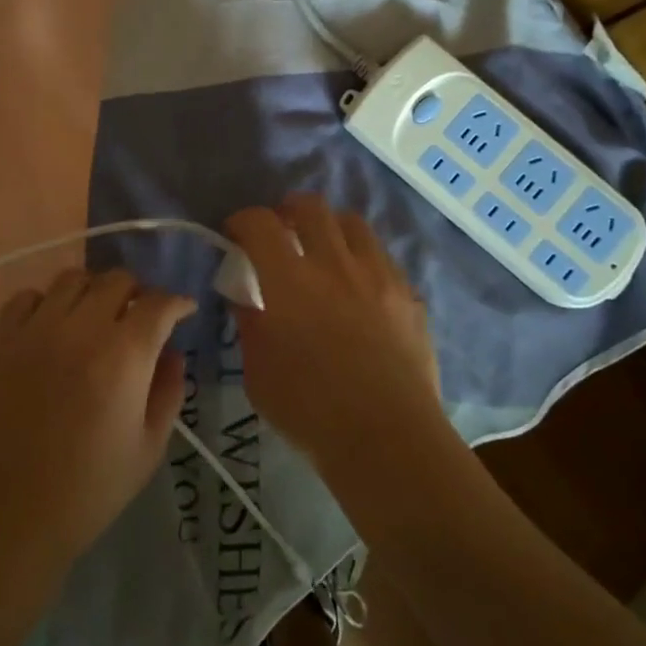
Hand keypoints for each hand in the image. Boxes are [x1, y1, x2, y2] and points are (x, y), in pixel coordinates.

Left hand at [0, 268, 194, 583]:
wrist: (9, 513)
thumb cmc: (89, 488)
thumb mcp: (149, 447)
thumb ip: (168, 391)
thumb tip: (172, 353)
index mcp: (124, 355)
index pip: (159, 303)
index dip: (177, 303)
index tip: (182, 311)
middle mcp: (81, 329)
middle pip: (117, 279)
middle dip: (137, 292)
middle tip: (138, 316)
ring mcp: (36, 330)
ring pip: (72, 278)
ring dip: (93, 290)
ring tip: (94, 315)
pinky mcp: (0, 340)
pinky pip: (26, 297)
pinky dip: (45, 302)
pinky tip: (51, 326)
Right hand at [224, 195, 441, 473]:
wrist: (388, 438)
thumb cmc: (309, 411)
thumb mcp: (258, 372)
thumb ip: (250, 323)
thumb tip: (246, 296)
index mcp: (289, 280)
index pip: (259, 223)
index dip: (242, 221)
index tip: (236, 236)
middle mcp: (334, 264)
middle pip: (311, 206)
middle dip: (288, 210)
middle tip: (281, 232)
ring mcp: (378, 275)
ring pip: (352, 223)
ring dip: (329, 228)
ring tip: (323, 251)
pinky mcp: (408, 293)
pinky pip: (381, 256)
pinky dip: (361, 259)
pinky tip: (358, 287)